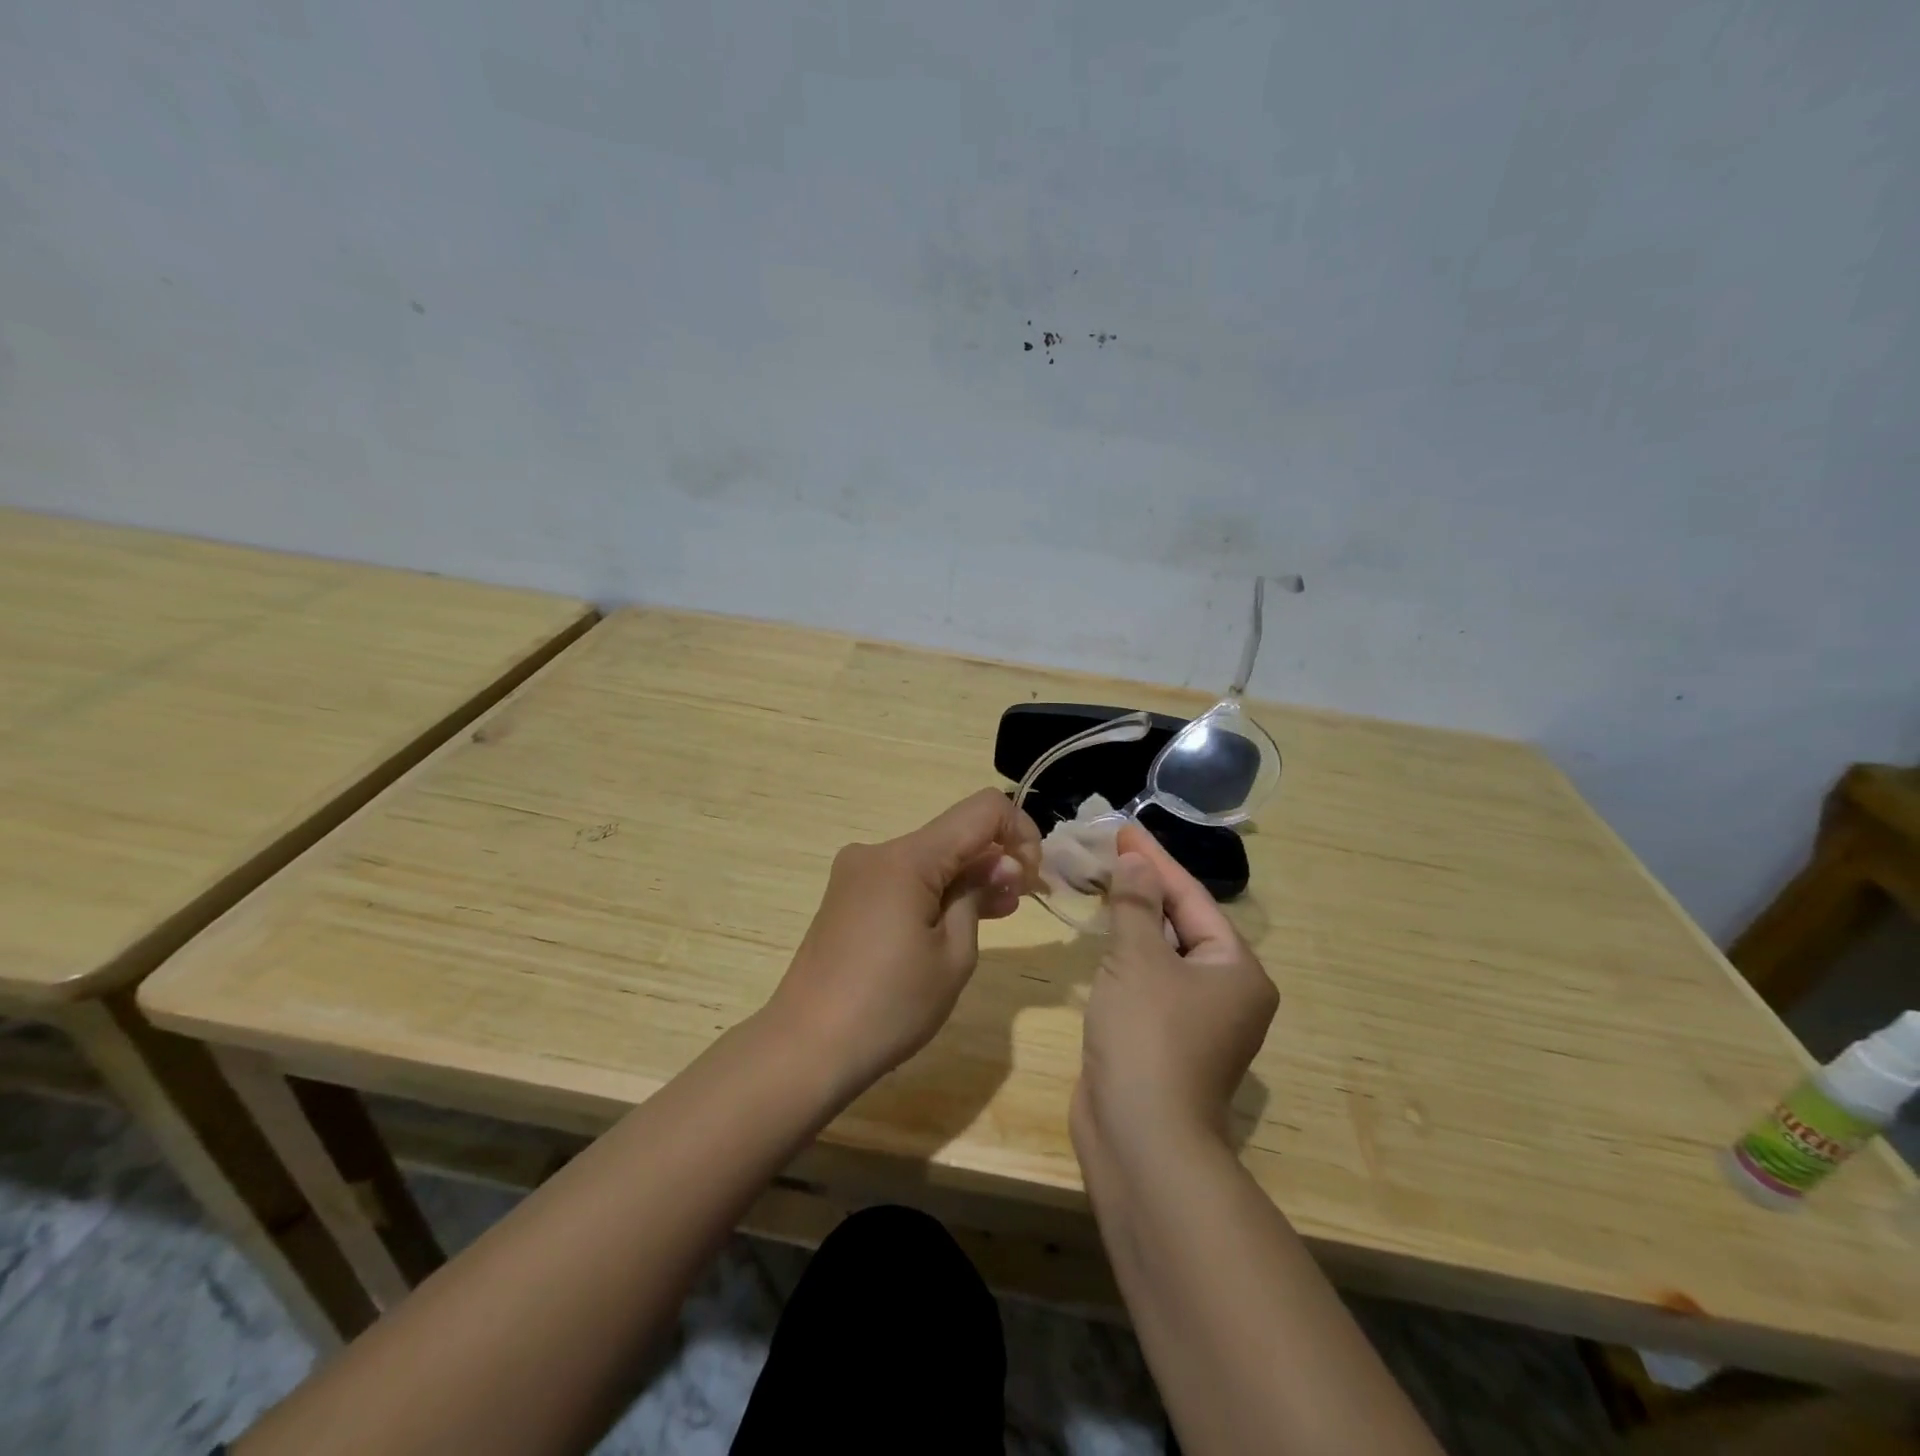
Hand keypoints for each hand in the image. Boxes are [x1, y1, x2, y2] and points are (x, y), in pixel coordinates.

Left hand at [769, 789, 1042, 1092]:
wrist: (806, 1048)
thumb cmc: (890, 1006)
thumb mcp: (953, 955)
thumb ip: (979, 895)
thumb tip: (1002, 863)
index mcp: (907, 857)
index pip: (982, 810)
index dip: (1020, 831)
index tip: (1032, 877)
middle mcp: (878, 851)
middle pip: (954, 834)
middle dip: (995, 858)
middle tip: (1021, 900)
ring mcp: (857, 873)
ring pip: (930, 857)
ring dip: (967, 876)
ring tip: (998, 913)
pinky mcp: (847, 896)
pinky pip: (904, 877)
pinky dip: (936, 890)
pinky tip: (955, 921)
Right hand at [1073, 822, 1278, 1157]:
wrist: (1140, 1139)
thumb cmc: (1148, 1036)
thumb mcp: (1138, 959)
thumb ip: (1136, 904)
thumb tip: (1137, 863)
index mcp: (1236, 969)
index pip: (1192, 898)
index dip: (1155, 861)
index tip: (1124, 829)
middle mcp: (1227, 992)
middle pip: (1182, 923)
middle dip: (1144, 888)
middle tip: (1109, 853)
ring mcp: (1198, 1021)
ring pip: (1164, 953)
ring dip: (1134, 920)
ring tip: (1103, 883)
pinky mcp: (1167, 1040)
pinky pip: (1149, 981)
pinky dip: (1127, 956)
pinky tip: (1104, 937)